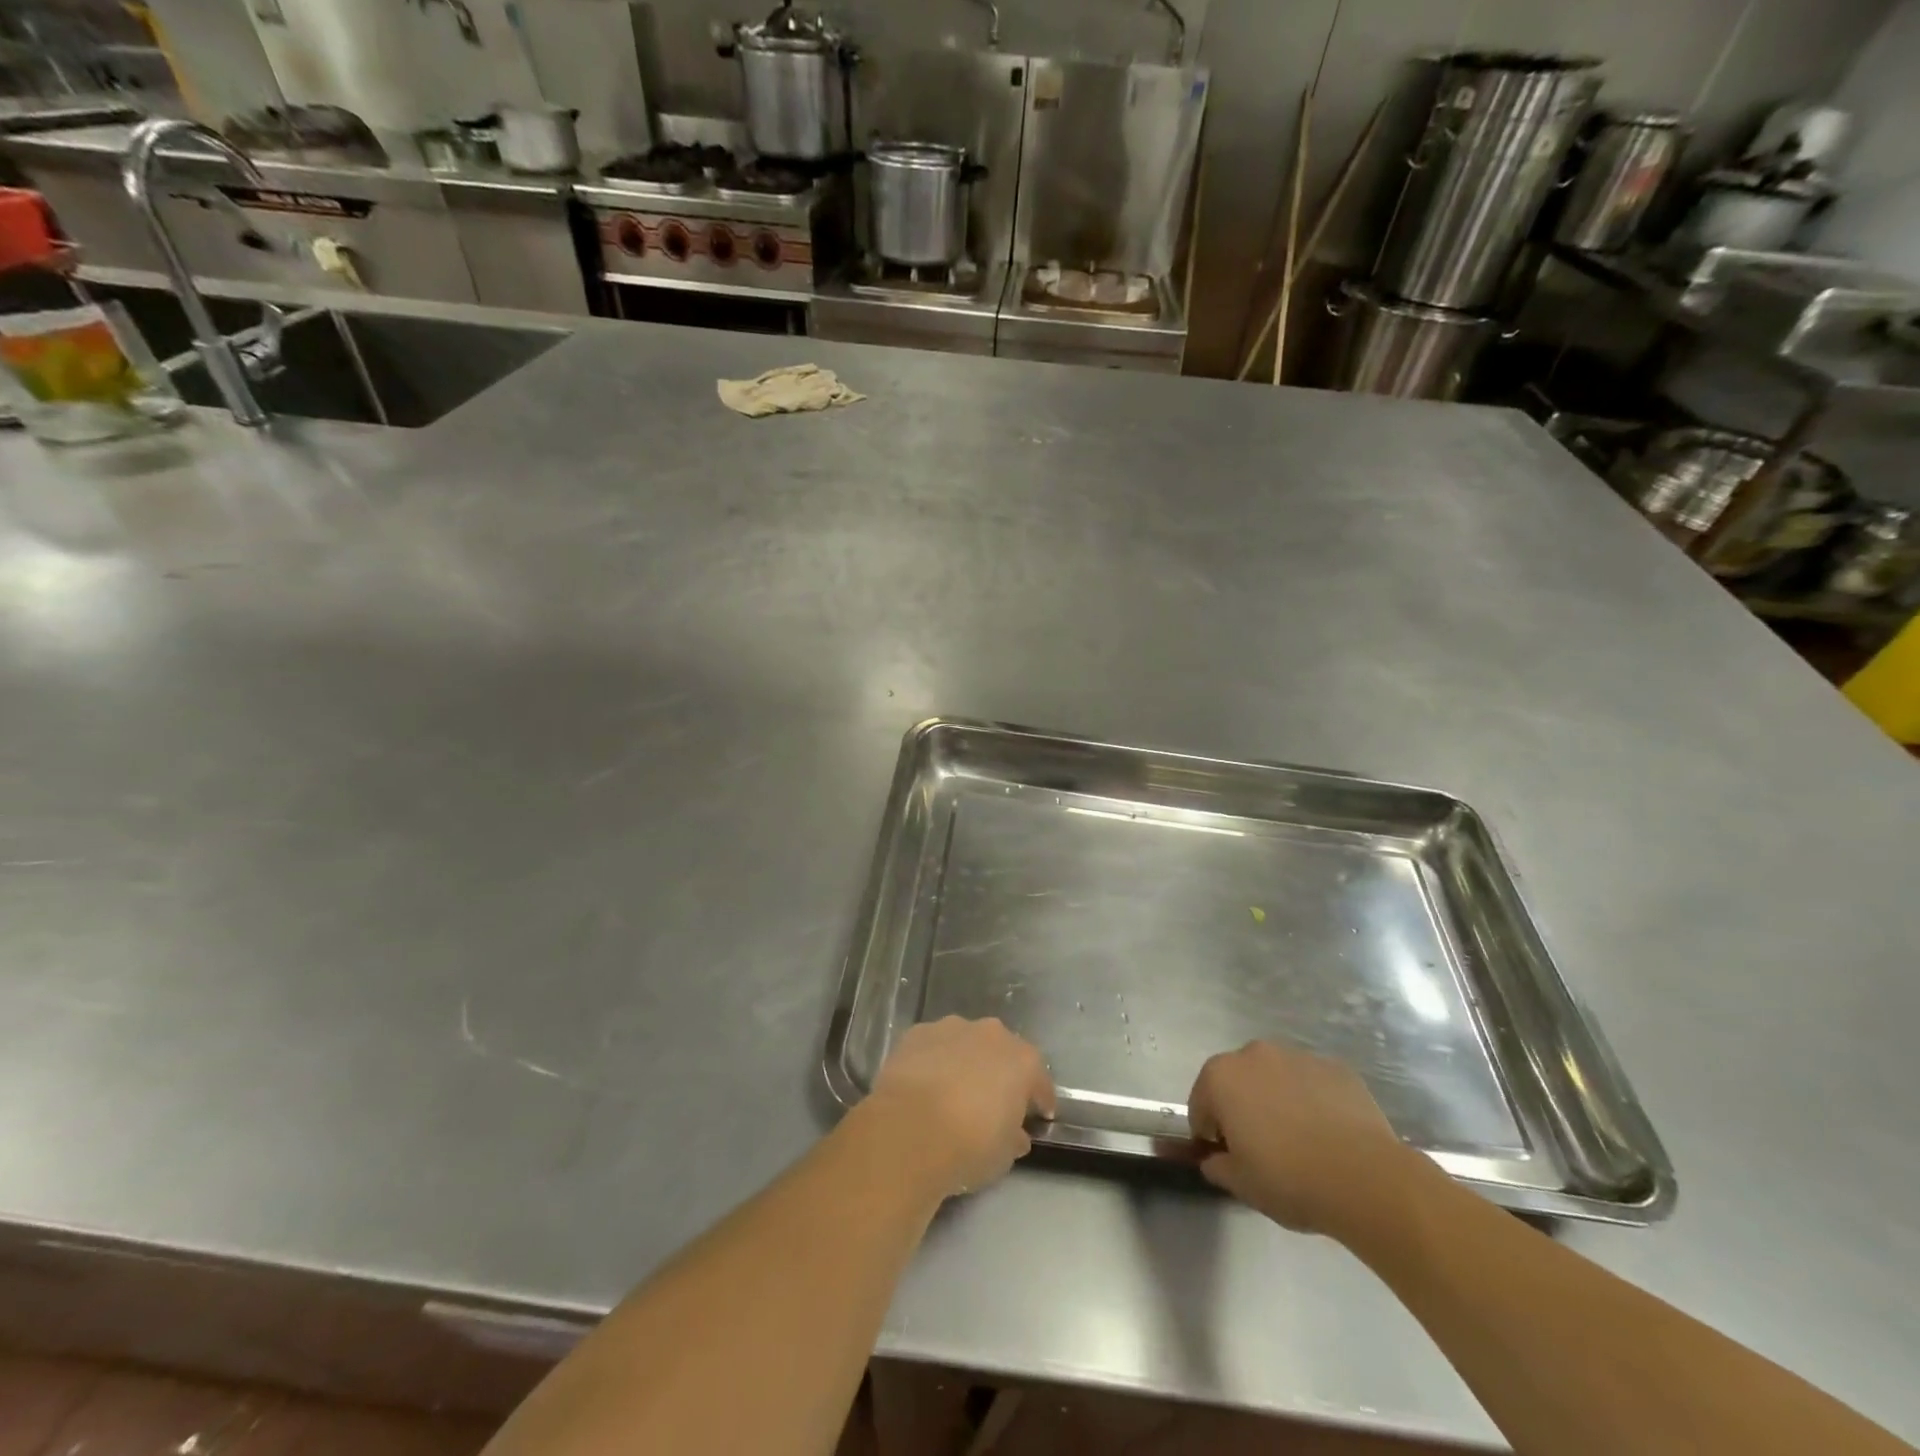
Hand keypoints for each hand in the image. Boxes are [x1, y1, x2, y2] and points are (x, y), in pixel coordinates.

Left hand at [867, 1017, 1055, 1197]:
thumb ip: (1014, 1138)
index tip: (1038, 1116)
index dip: (1039, 1099)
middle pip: (1002, 1052)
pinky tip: (924, 1084)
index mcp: (1022, 1061)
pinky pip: (934, 1046)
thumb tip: (1016, 1134)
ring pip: (966, 1043)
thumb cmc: (968, 1146)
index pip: (1039, 1080)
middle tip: (992, 1101)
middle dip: (1000, 1073)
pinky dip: (933, 1061)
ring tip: (952, 1092)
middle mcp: (991, 1034)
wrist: (908, 1130)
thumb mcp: (1003, 1156)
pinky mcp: (918, 1033)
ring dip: (964, 1062)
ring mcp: (952, 1028)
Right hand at [1187, 1041, 1421, 1239]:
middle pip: (1237, 1081)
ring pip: (1275, 1077)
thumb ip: (1217, 1166)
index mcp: (1221, 1077)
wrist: (1366, 1178)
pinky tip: (1328, 1133)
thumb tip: (1214, 1159)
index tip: (1227, 1156)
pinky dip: (1312, 1100)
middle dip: (1242, 1108)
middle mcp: (1254, 1054)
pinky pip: (1312, 1083)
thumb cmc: (1290, 1179)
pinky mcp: (1335, 1067)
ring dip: (1277, 1099)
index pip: (1201, 1104)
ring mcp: (1297, 1056)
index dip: (1210, 1132)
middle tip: (1262, 1148)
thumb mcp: (1241, 1184)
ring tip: (1300, 1140)